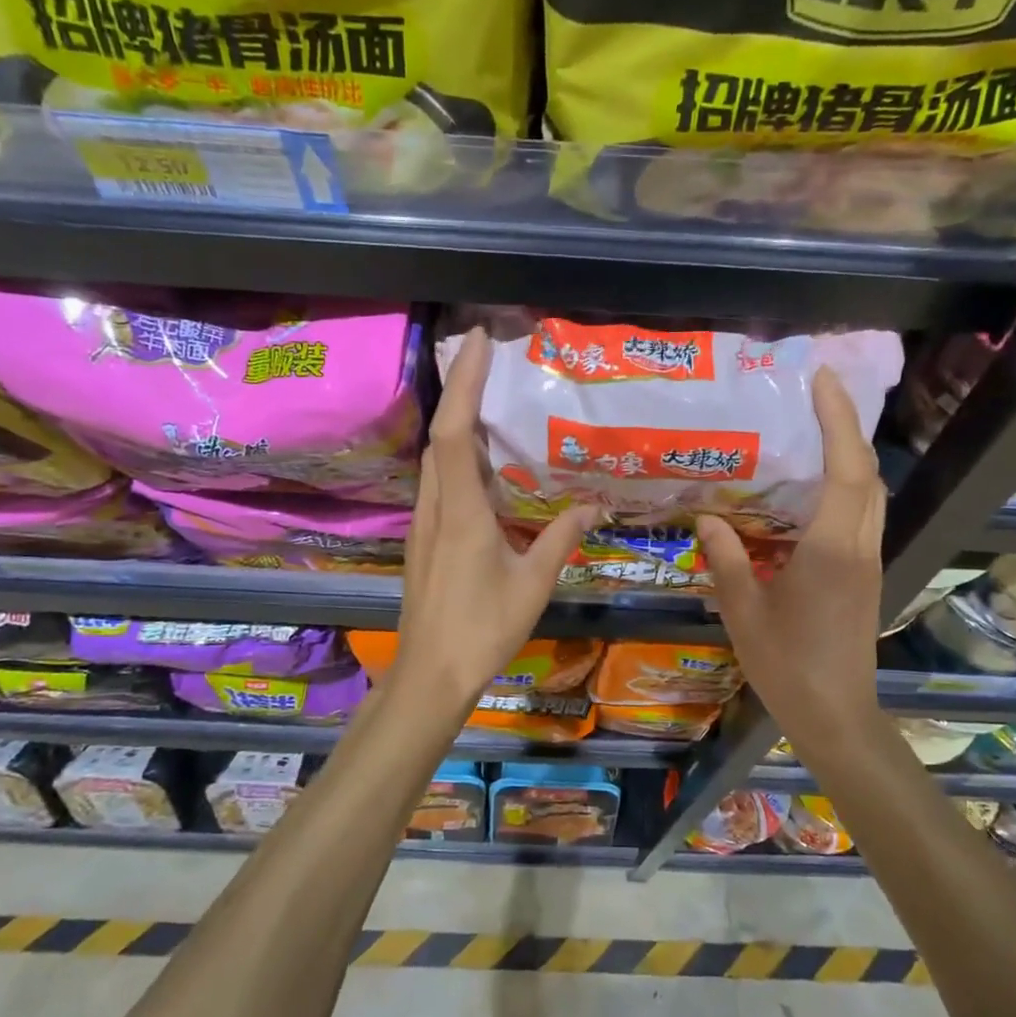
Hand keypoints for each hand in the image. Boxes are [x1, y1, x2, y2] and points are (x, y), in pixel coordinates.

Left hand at [393, 329, 597, 703]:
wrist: (431, 674)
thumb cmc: (483, 630)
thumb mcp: (532, 585)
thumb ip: (560, 540)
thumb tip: (592, 508)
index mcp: (462, 513)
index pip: (455, 432)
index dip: (463, 383)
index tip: (477, 342)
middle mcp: (435, 508)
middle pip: (440, 436)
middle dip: (458, 390)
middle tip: (487, 358)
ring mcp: (423, 524)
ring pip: (435, 459)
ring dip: (456, 422)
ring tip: (488, 398)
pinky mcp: (424, 539)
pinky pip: (438, 483)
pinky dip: (455, 457)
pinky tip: (481, 463)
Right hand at [695, 366, 884, 751]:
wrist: (835, 715)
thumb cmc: (787, 665)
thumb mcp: (744, 612)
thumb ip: (728, 560)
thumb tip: (707, 519)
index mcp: (831, 551)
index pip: (847, 470)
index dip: (839, 420)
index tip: (824, 380)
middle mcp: (859, 548)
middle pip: (867, 475)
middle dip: (848, 428)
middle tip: (816, 397)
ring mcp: (867, 563)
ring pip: (870, 496)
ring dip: (849, 458)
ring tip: (813, 433)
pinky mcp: (864, 577)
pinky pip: (861, 517)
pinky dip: (845, 489)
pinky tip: (810, 493)